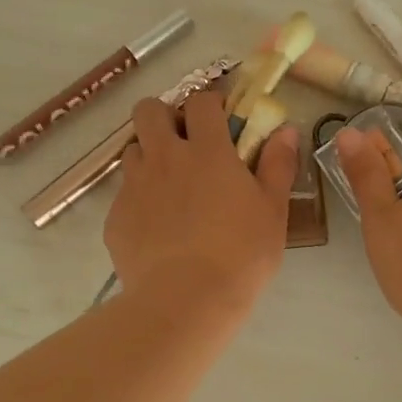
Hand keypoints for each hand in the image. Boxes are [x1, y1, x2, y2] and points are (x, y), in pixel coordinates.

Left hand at [106, 89, 297, 314]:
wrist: (185, 301)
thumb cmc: (240, 255)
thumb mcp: (273, 211)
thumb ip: (278, 165)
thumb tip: (286, 130)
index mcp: (207, 151)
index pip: (201, 101)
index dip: (210, 103)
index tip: (221, 120)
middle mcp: (164, 158)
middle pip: (149, 110)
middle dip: (164, 116)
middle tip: (183, 142)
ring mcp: (135, 186)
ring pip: (132, 150)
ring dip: (149, 157)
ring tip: (169, 187)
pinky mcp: (116, 218)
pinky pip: (124, 195)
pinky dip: (139, 201)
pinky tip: (156, 229)